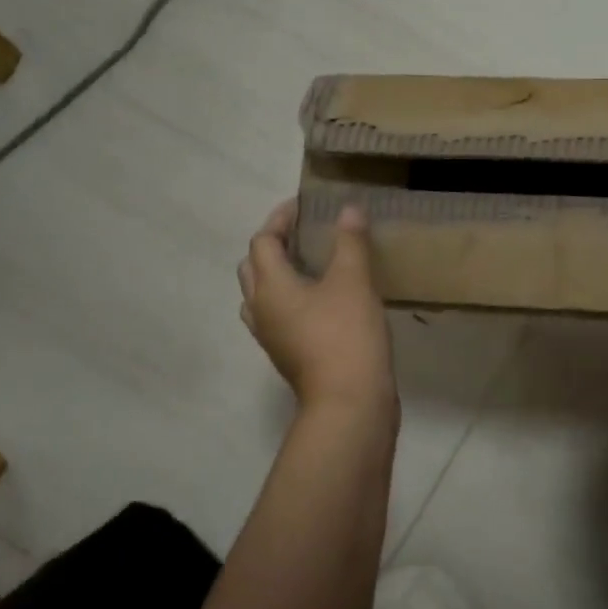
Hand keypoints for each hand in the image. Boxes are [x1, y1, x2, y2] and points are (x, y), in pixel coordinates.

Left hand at [238, 199, 397, 427]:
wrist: (349, 402)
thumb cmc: (347, 335)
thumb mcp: (354, 281)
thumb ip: (350, 242)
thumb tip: (348, 210)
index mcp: (270, 286)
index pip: (263, 241)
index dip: (280, 219)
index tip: (304, 206)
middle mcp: (261, 310)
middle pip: (253, 268)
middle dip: (273, 245)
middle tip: (304, 233)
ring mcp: (272, 337)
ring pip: (261, 296)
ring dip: (277, 275)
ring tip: (309, 265)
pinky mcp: (287, 355)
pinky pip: (278, 317)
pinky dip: (290, 299)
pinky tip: (321, 301)